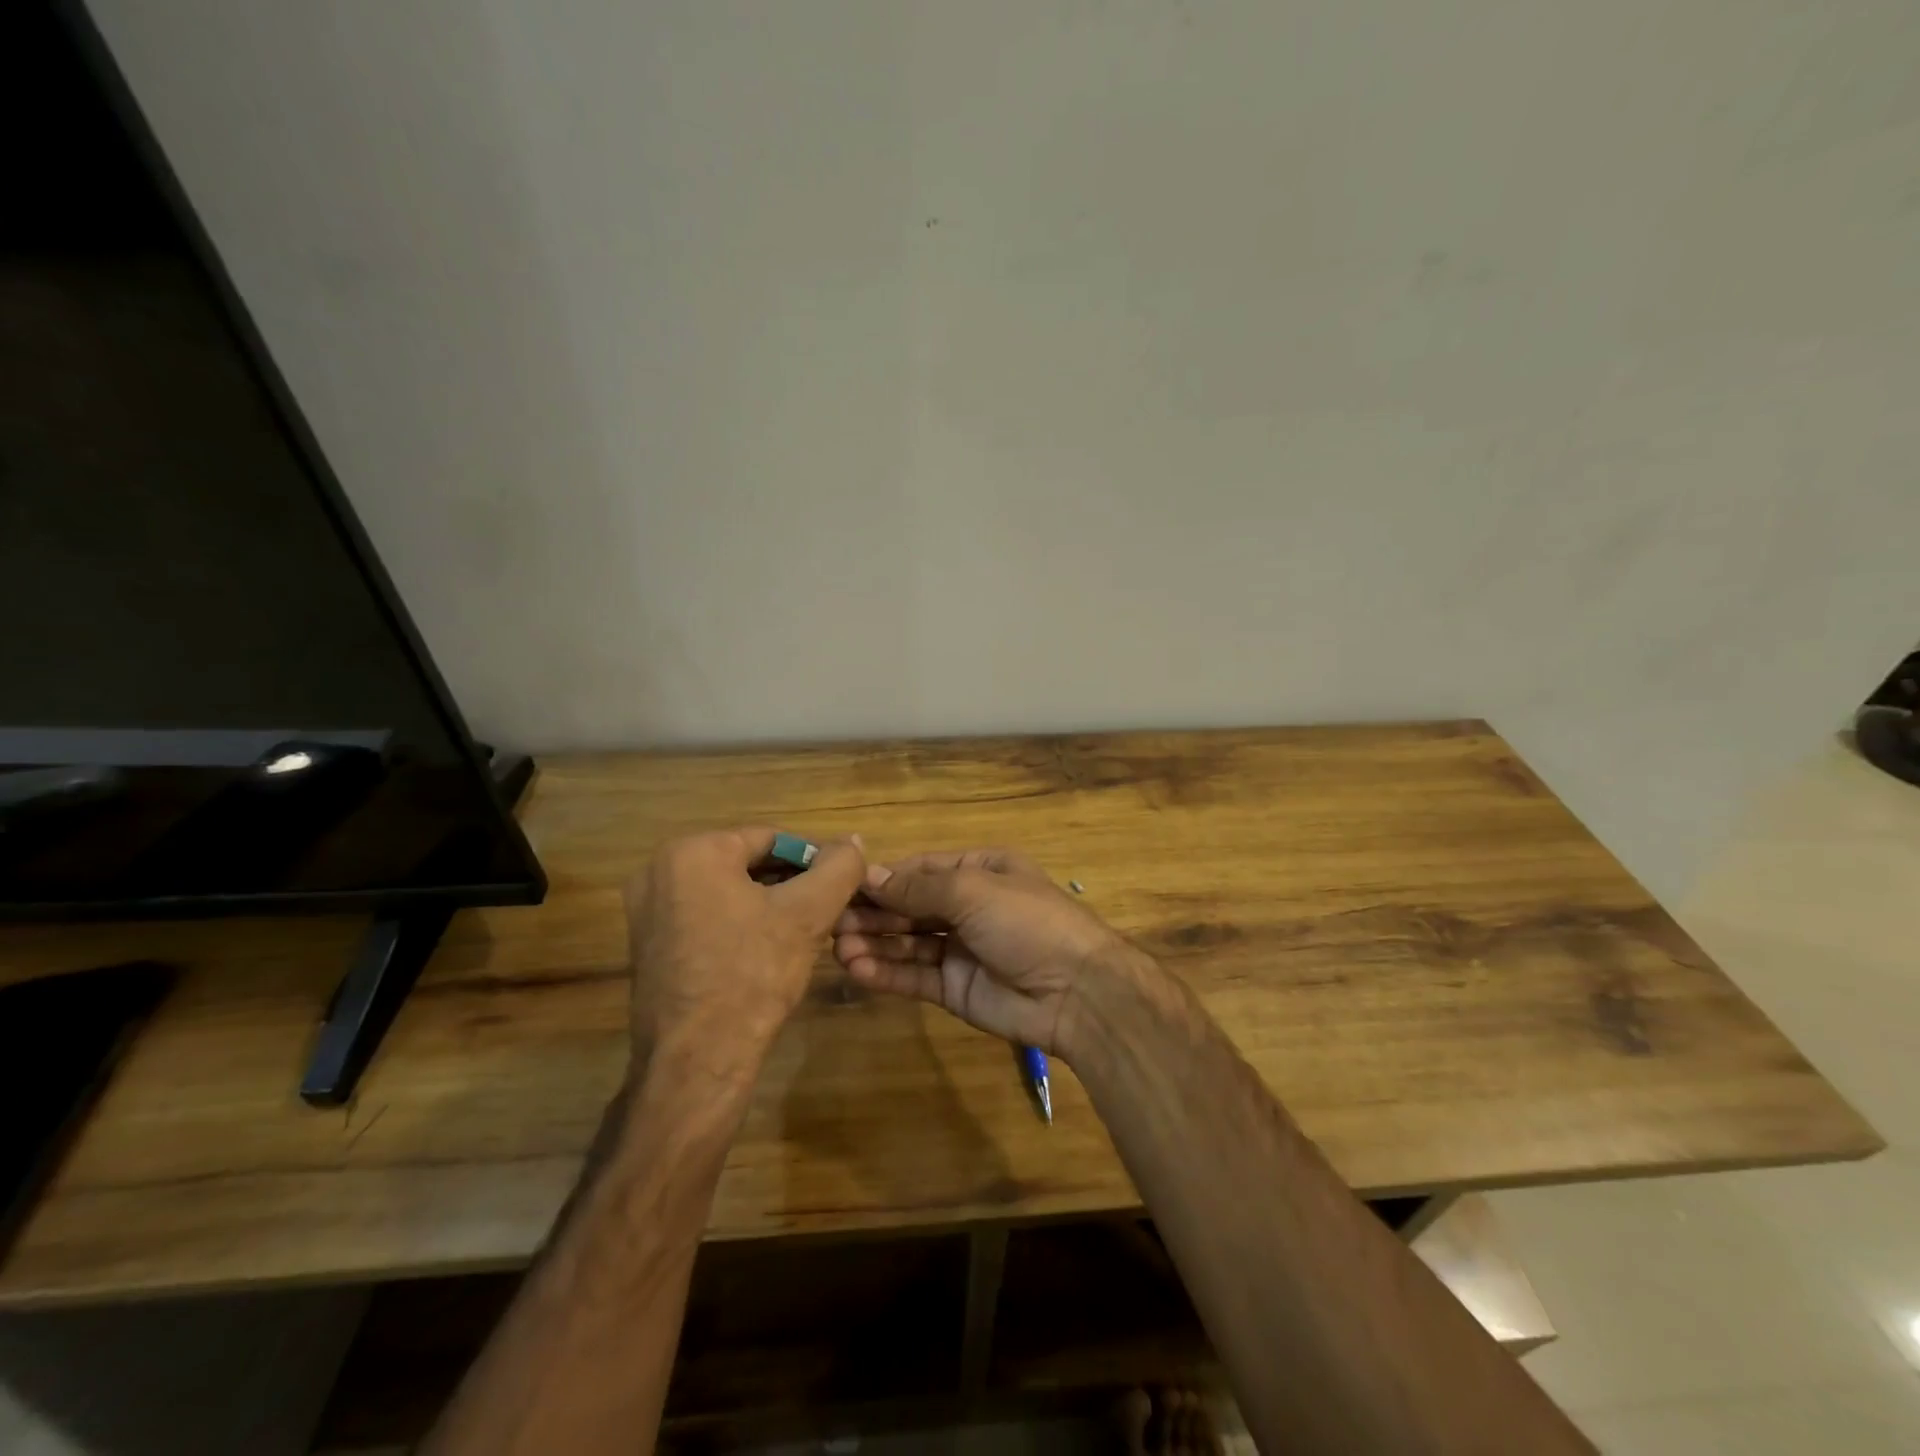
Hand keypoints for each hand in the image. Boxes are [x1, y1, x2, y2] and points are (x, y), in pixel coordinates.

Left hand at [624, 827, 864, 1085]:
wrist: (697, 1060)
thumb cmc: (753, 974)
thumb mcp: (808, 914)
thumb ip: (838, 868)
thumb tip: (852, 842)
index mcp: (692, 851)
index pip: (771, 839)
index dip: (813, 861)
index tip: (839, 888)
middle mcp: (658, 871)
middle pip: (747, 863)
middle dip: (789, 884)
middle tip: (824, 912)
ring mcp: (647, 911)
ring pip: (727, 892)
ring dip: (767, 905)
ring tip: (801, 933)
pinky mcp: (648, 945)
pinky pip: (706, 917)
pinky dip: (739, 925)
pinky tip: (766, 953)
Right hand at [831, 849, 1130, 1059]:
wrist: (1076, 991)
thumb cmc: (1026, 922)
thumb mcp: (972, 891)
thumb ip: (918, 888)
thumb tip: (869, 874)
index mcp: (980, 870)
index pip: (921, 870)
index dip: (884, 878)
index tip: (843, 884)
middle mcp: (968, 906)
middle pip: (910, 906)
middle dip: (874, 913)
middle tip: (832, 921)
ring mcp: (961, 949)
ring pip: (908, 942)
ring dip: (874, 943)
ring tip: (839, 947)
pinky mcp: (955, 988)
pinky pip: (915, 976)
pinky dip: (887, 972)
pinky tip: (858, 970)